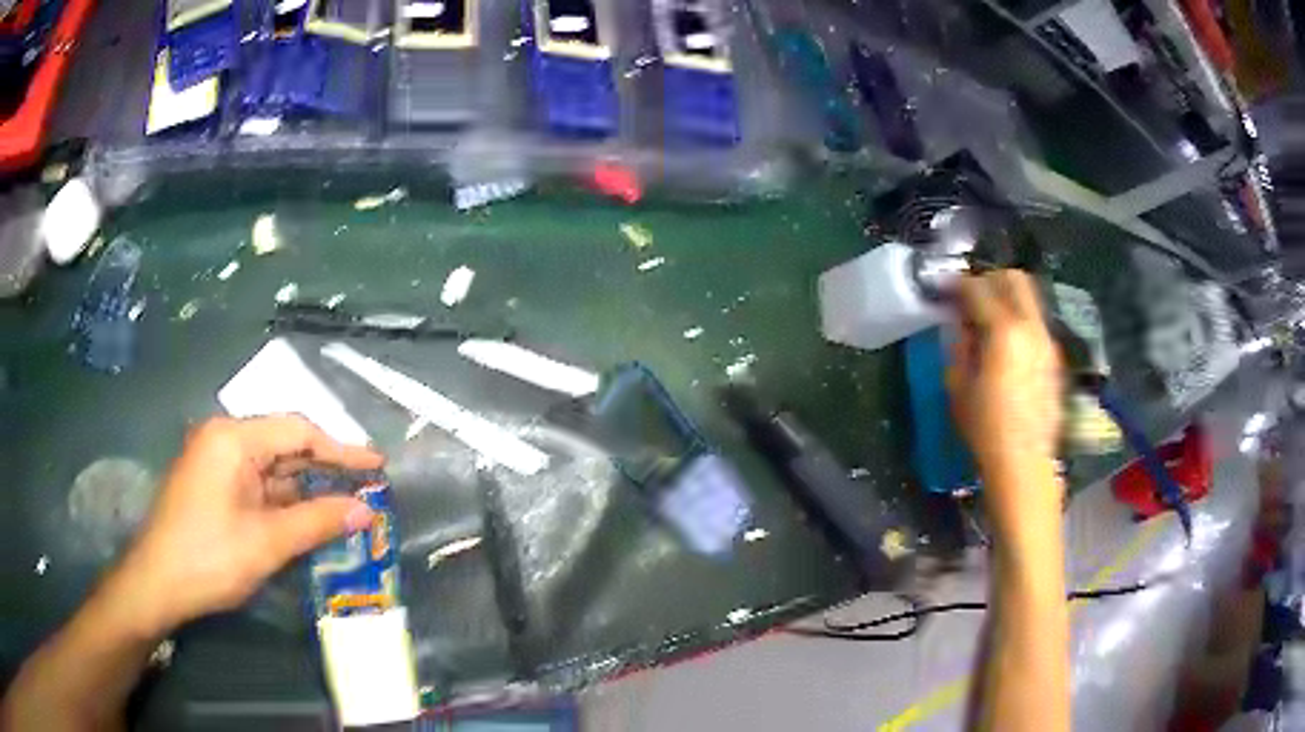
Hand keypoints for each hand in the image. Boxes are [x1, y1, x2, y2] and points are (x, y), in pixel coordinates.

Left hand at [115, 415, 382, 635]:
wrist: (157, 584)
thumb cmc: (209, 558)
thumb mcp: (266, 543)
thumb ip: (317, 521)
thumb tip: (366, 511)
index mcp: (233, 438)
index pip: (297, 431)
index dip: (341, 449)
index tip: (378, 466)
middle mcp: (223, 439)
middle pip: (284, 444)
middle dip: (325, 468)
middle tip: (366, 487)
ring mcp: (216, 462)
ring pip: (271, 467)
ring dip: (305, 487)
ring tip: (346, 504)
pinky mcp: (213, 485)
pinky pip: (256, 484)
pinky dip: (283, 500)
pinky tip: (307, 516)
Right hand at [947, 271, 1062, 517]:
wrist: (1024, 462)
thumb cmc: (985, 429)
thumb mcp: (959, 386)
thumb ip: (961, 345)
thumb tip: (963, 325)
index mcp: (1003, 332)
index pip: (978, 289)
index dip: (957, 284)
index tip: (944, 289)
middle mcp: (1030, 327)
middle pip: (1014, 279)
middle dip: (990, 279)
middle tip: (971, 296)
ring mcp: (1047, 341)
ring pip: (1029, 299)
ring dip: (1007, 298)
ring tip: (988, 321)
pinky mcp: (1054, 357)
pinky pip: (1036, 323)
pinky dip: (1019, 320)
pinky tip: (1007, 346)